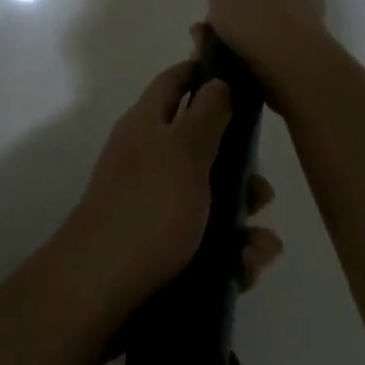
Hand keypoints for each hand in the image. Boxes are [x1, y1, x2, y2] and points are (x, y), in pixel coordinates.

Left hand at [55, 59, 284, 314]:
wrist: (102, 291)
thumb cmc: (148, 207)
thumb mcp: (183, 149)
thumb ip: (207, 113)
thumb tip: (217, 80)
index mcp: (147, 124)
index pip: (175, 82)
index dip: (205, 73)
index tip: (243, 76)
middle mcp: (149, 159)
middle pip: (202, 148)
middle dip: (240, 170)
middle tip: (262, 192)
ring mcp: (154, 206)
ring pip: (212, 201)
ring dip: (243, 222)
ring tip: (259, 247)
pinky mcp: (163, 250)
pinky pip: (208, 244)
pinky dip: (231, 256)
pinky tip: (244, 270)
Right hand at [197, 0, 330, 92]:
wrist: (292, 68)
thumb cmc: (257, 13)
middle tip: (212, 9)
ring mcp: (302, 27)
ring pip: (259, 20)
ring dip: (231, 28)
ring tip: (203, 41)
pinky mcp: (297, 59)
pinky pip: (260, 48)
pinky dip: (236, 51)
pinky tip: (214, 59)